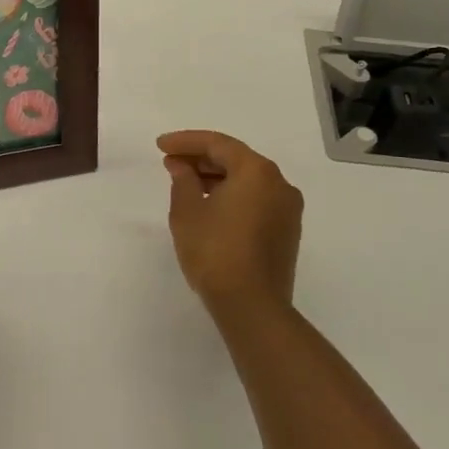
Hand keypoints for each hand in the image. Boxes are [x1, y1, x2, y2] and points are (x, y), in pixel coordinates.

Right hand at [158, 131, 302, 317]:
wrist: (252, 306)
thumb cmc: (215, 252)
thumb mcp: (187, 212)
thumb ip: (183, 181)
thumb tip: (182, 167)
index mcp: (257, 171)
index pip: (217, 144)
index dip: (185, 141)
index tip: (160, 146)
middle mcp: (279, 183)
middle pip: (236, 159)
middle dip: (201, 158)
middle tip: (170, 161)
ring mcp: (287, 209)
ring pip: (247, 180)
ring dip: (216, 177)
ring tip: (185, 183)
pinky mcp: (286, 231)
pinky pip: (256, 199)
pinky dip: (232, 194)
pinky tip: (209, 204)